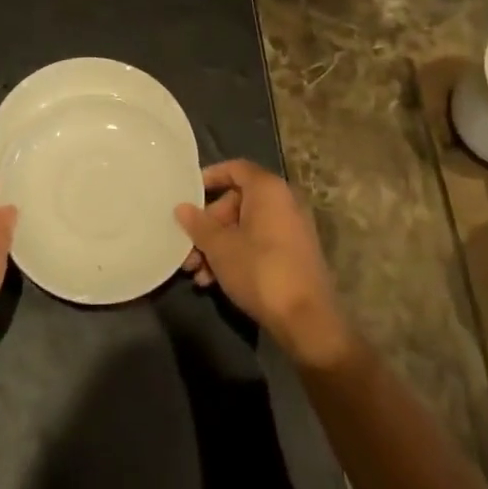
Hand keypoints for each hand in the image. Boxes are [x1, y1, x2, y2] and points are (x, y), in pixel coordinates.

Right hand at [176, 160, 350, 367]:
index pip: (235, 168)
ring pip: (245, 227)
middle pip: (236, 202)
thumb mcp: (220, 247)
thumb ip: (198, 224)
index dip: (210, 176)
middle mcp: (283, 202)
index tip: (188, 193)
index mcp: (268, 190)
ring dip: (217, 246)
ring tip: (195, 272)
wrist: (306, 320)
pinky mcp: (293, 255)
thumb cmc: (259, 270)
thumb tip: (181, 208)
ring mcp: (291, 230)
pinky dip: (236, 256)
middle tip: (188, 247)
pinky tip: (213, 281)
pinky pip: (258, 244)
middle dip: (208, 226)